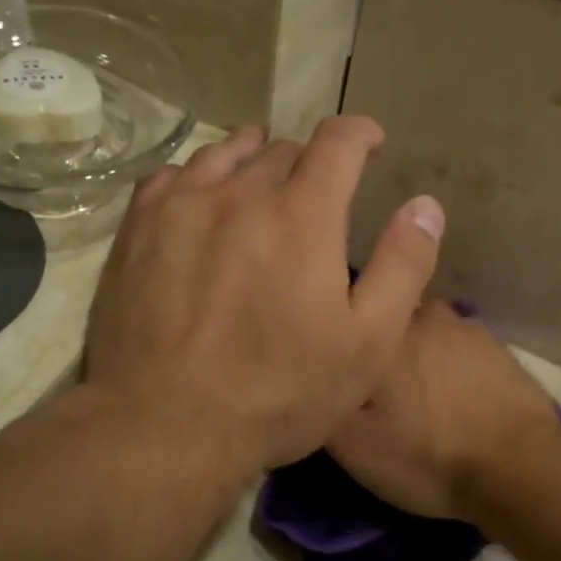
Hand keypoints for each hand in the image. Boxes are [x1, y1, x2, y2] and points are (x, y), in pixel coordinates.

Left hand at [84, 119, 445, 477]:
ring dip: (251, 161)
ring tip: (260, 181)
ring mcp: (179, 207)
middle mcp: (239, 193)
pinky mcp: (135, 230)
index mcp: (302, 215)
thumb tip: (425, 205)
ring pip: (223, 155)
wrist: (165, 425)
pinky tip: (199, 200)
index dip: (361, 135)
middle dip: (308, 163)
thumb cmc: (278, 394)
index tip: (370, 145)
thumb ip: (403, 266)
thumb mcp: (367, 345)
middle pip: (281, 150)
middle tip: (314, 195)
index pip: (338, 142)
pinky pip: (171, 177)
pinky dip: (197, 178)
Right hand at [328, 300, 560, 521]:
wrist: (519, 468)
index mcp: (380, 332)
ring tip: (417, 393)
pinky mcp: (496, 345)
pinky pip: (457, 346)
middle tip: (376, 386)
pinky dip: (449, 364)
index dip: (337, 336)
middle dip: (376, 343)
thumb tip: (309, 372)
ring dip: (416, 353)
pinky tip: (454, 395)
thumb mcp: (352, 445)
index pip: (346, 311)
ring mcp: (464, 326)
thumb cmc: (426, 456)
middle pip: (384, 319)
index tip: (333, 361)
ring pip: (423, 331)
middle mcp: (421, 314)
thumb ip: (322, 398)